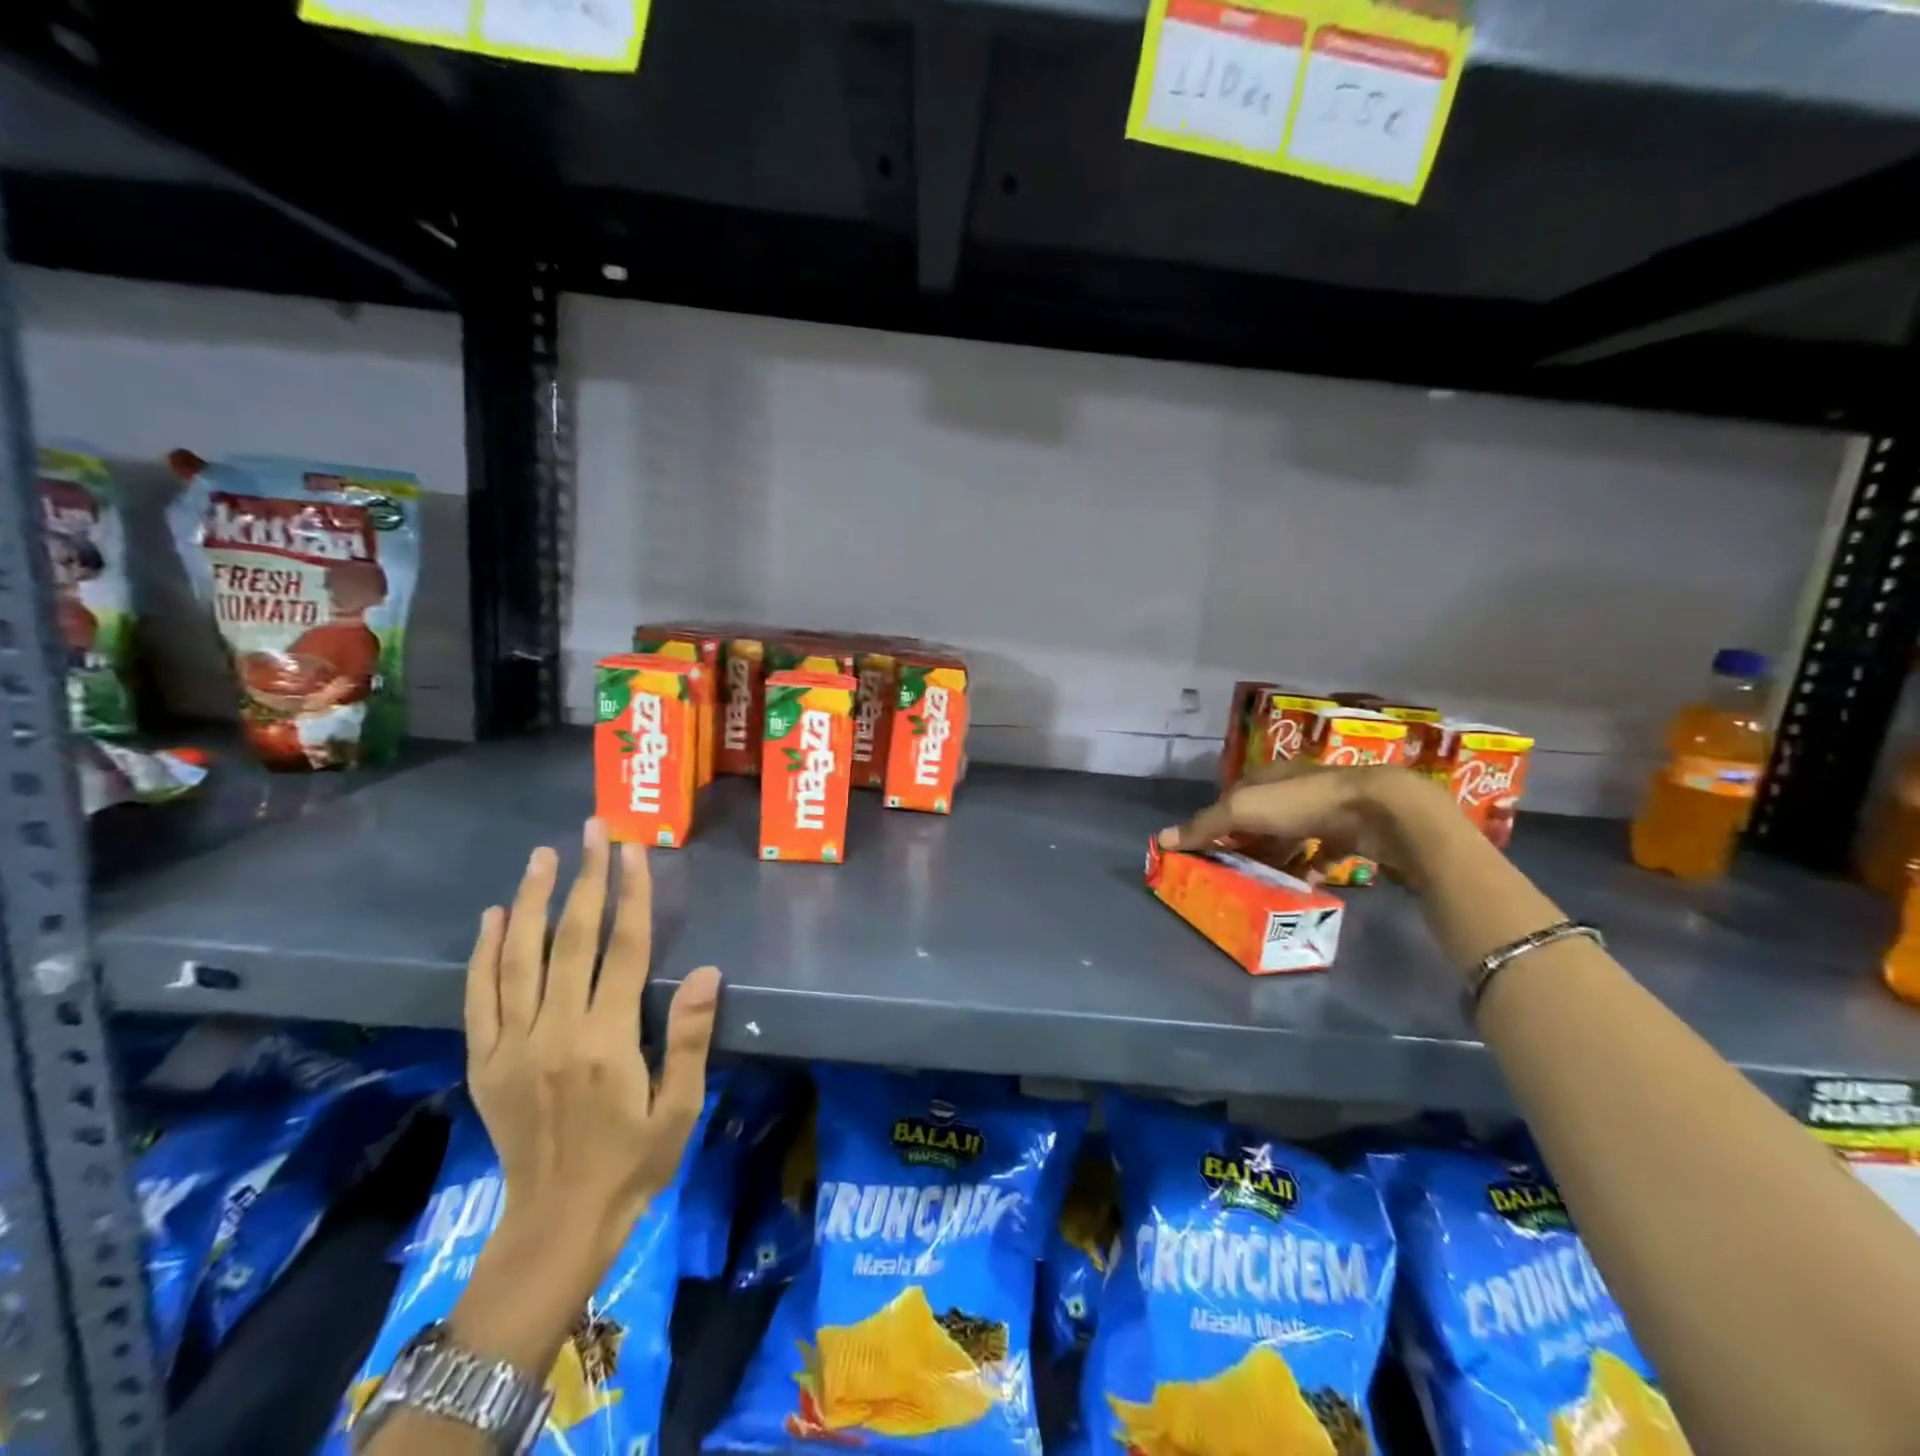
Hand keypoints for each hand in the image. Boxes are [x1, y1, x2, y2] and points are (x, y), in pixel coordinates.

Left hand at [464, 818, 721, 1261]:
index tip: (633, 850)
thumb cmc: (634, 1163)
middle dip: (585, 878)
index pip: (624, 950)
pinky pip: (480, 997)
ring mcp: (513, 1045)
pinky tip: (495, 916)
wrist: (556, 1225)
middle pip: (571, 940)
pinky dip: (484, 953)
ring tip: (543, 855)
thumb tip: (705, 972)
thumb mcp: (679, 1108)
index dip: (631, 895)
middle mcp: (555, 1032)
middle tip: (592, 829)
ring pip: (520, 958)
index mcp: (607, 1040)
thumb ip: (688, 1038)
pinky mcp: (485, 1062)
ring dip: (533, 900)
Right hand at [1158, 759, 1457, 889]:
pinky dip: (1311, 868)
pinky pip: (1323, 853)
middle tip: (1233, 873)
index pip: (1231, 798)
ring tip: (1263, 884)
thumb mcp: (1242, 810)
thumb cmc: (1301, 803)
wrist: (1377, 810)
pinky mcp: (1350, 832)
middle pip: (1260, 820)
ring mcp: (1325, 810)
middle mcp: (1293, 790)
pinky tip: (1302, 886)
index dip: (1216, 822)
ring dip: (1276, 858)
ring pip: (1291, 837)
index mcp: (1265, 778)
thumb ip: (1205, 825)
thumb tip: (1161, 839)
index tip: (1205, 850)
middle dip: (1246, 844)